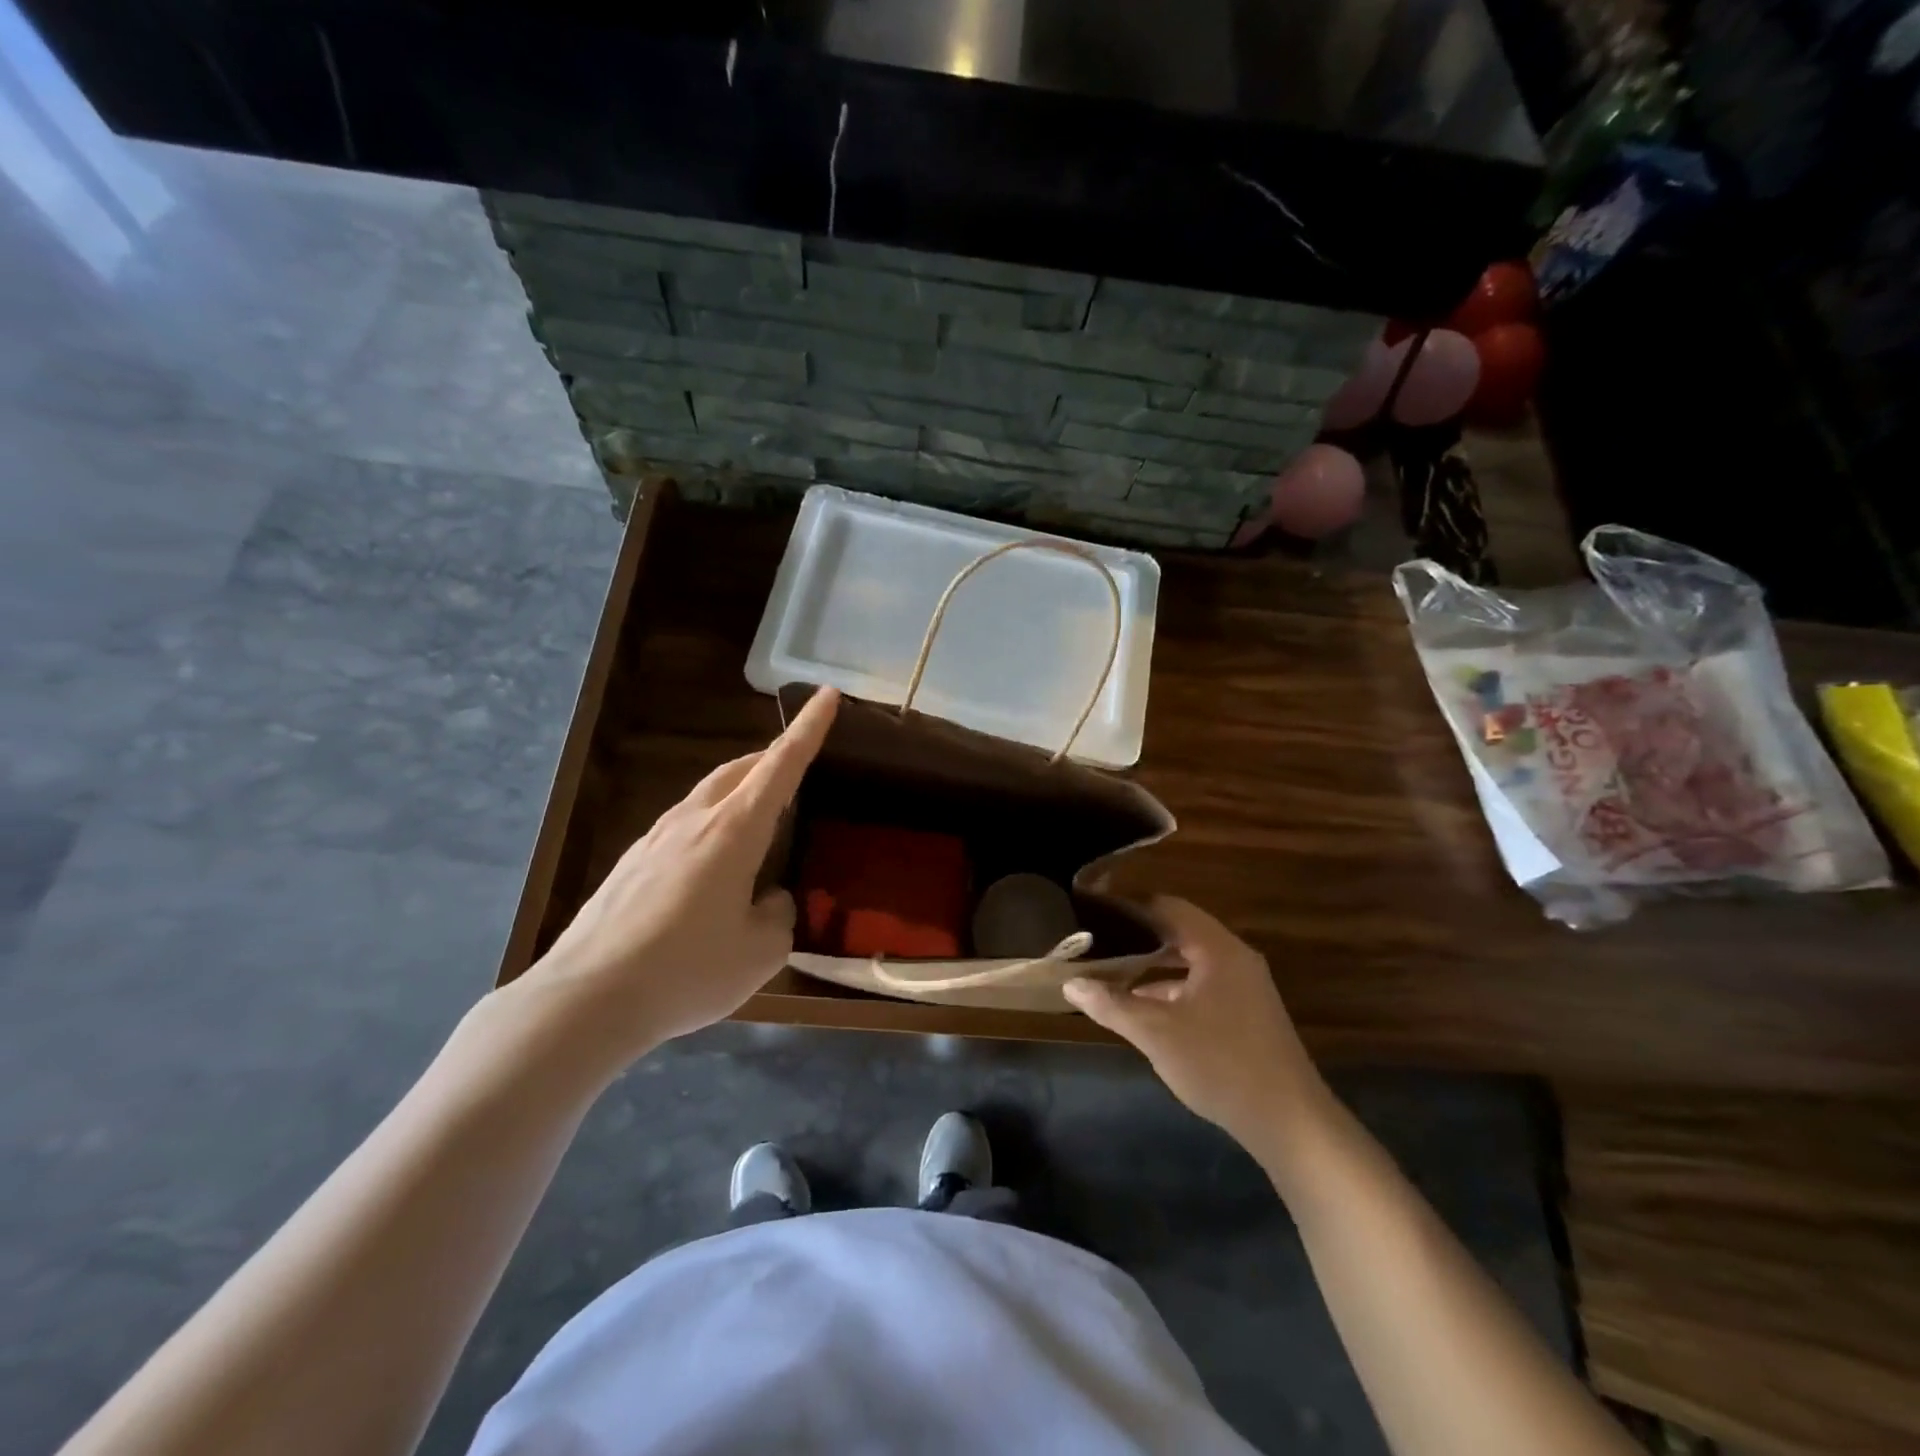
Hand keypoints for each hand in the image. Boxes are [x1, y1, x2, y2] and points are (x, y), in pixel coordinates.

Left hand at [512, 688, 839, 1068]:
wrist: (586, 999)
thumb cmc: (687, 970)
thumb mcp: (760, 952)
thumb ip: (777, 915)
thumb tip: (769, 899)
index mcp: (734, 831)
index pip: (781, 766)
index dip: (808, 730)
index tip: (827, 695)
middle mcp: (693, 821)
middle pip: (739, 770)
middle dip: (771, 757)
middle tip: (795, 764)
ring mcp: (655, 839)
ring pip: (707, 794)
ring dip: (739, 791)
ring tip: (759, 818)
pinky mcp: (631, 863)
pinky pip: (682, 825)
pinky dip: (711, 824)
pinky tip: (711, 865)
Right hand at [1064, 898, 1329, 1153]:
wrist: (1290, 1123)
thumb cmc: (1220, 1064)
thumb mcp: (1156, 1034)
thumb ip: (1111, 1004)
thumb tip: (1070, 984)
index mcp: (1218, 949)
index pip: (1167, 907)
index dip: (1130, 905)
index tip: (1095, 907)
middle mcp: (1234, 958)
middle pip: (1179, 932)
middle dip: (1137, 935)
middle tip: (1097, 937)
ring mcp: (1244, 986)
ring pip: (1190, 961)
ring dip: (1153, 964)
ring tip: (1111, 969)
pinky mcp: (1246, 1013)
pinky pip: (1201, 984)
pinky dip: (1171, 988)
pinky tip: (1143, 1007)